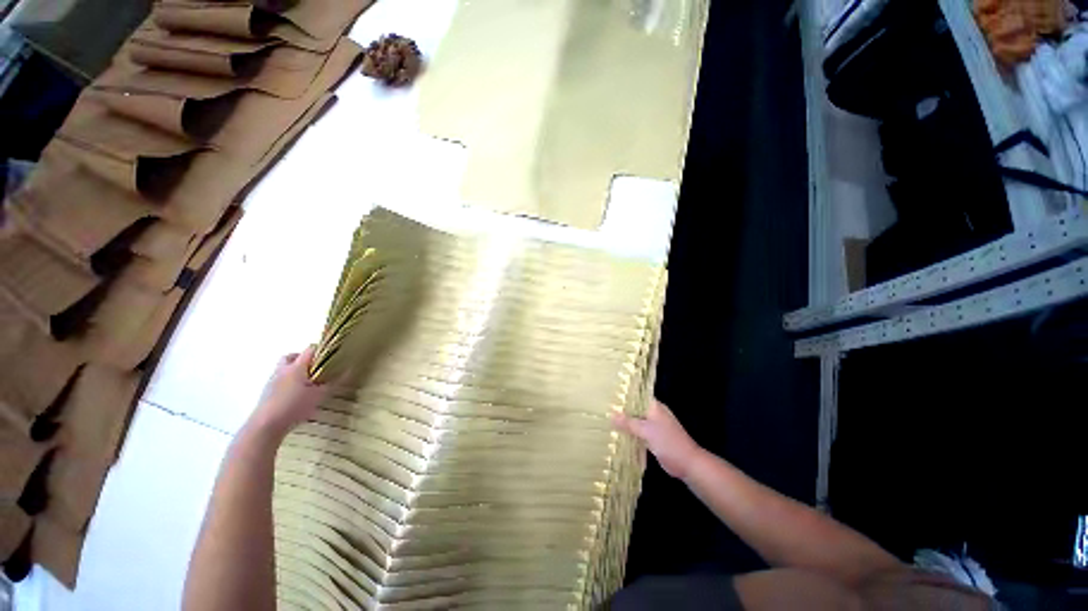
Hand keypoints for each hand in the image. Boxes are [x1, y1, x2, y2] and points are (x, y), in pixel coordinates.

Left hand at [248, 345, 326, 438]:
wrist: (266, 424)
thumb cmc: (295, 406)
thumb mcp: (319, 395)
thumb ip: (333, 382)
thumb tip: (348, 371)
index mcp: (296, 367)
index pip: (310, 350)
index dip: (322, 350)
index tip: (332, 356)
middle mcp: (282, 370)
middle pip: (292, 356)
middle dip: (303, 358)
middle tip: (315, 367)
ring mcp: (272, 380)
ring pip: (283, 367)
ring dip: (294, 370)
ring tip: (306, 381)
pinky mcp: (267, 391)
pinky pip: (279, 379)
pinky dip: (288, 381)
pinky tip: (295, 393)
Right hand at [612, 399, 703, 479]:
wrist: (687, 463)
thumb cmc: (668, 442)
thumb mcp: (646, 431)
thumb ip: (628, 423)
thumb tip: (611, 415)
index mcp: (654, 406)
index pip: (636, 395)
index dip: (623, 394)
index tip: (608, 395)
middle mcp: (653, 413)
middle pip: (634, 408)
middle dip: (621, 409)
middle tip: (603, 408)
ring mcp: (653, 426)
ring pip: (636, 421)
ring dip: (625, 422)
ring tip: (606, 419)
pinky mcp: (653, 438)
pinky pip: (638, 432)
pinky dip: (630, 433)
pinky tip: (617, 434)